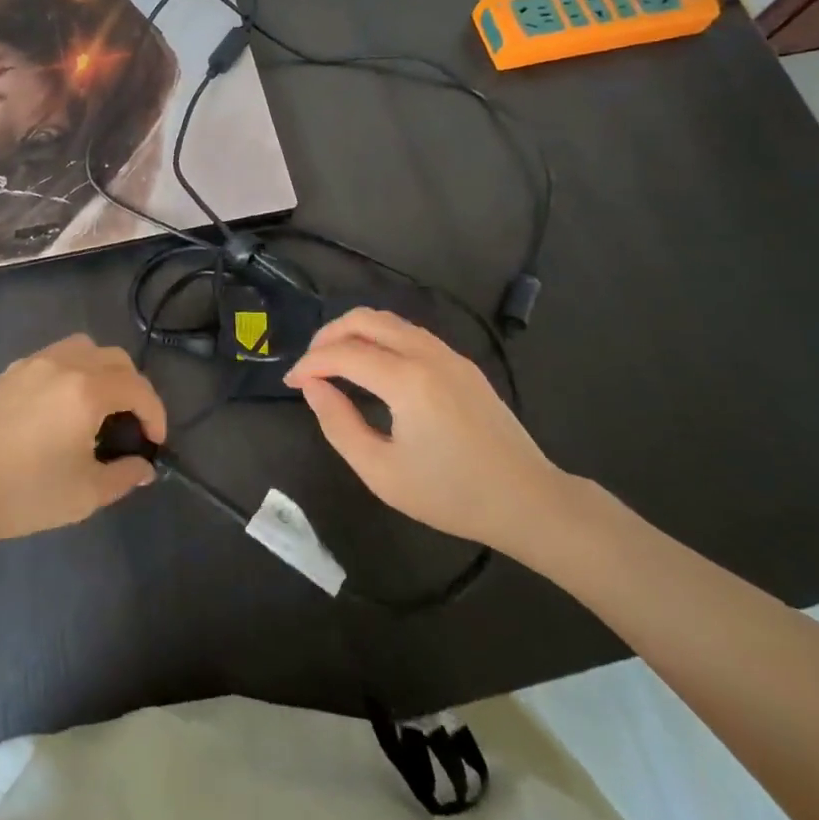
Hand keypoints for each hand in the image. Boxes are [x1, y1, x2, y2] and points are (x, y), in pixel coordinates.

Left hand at [0, 332, 169, 536]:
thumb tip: (143, 467)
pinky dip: (74, 370)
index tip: (155, 443)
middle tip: (131, 424)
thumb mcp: (83, 494)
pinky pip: (56, 356)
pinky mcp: (10, 372)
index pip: (138, 388)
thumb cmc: (23, 493)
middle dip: (133, 388)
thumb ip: (123, 476)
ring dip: (103, 371)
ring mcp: (34, 363)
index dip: (155, 414)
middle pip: (116, 359)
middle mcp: (65, 364)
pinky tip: (61, 406)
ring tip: (99, 406)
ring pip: (84, 348)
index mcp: (87, 390)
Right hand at [283, 308, 573, 563]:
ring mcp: (448, 354)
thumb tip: (313, 388)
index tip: (290, 382)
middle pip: (364, 319)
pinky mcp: (461, 363)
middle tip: (310, 364)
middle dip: (328, 335)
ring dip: (354, 332)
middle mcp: (427, 354)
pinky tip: (372, 366)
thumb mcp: (382, 472)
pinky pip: (410, 334)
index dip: (310, 364)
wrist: (528, 500)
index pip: (343, 353)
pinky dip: (380, 338)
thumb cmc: (452, 495)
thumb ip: (339, 425)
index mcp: (407, 380)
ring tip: (334, 361)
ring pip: (389, 321)